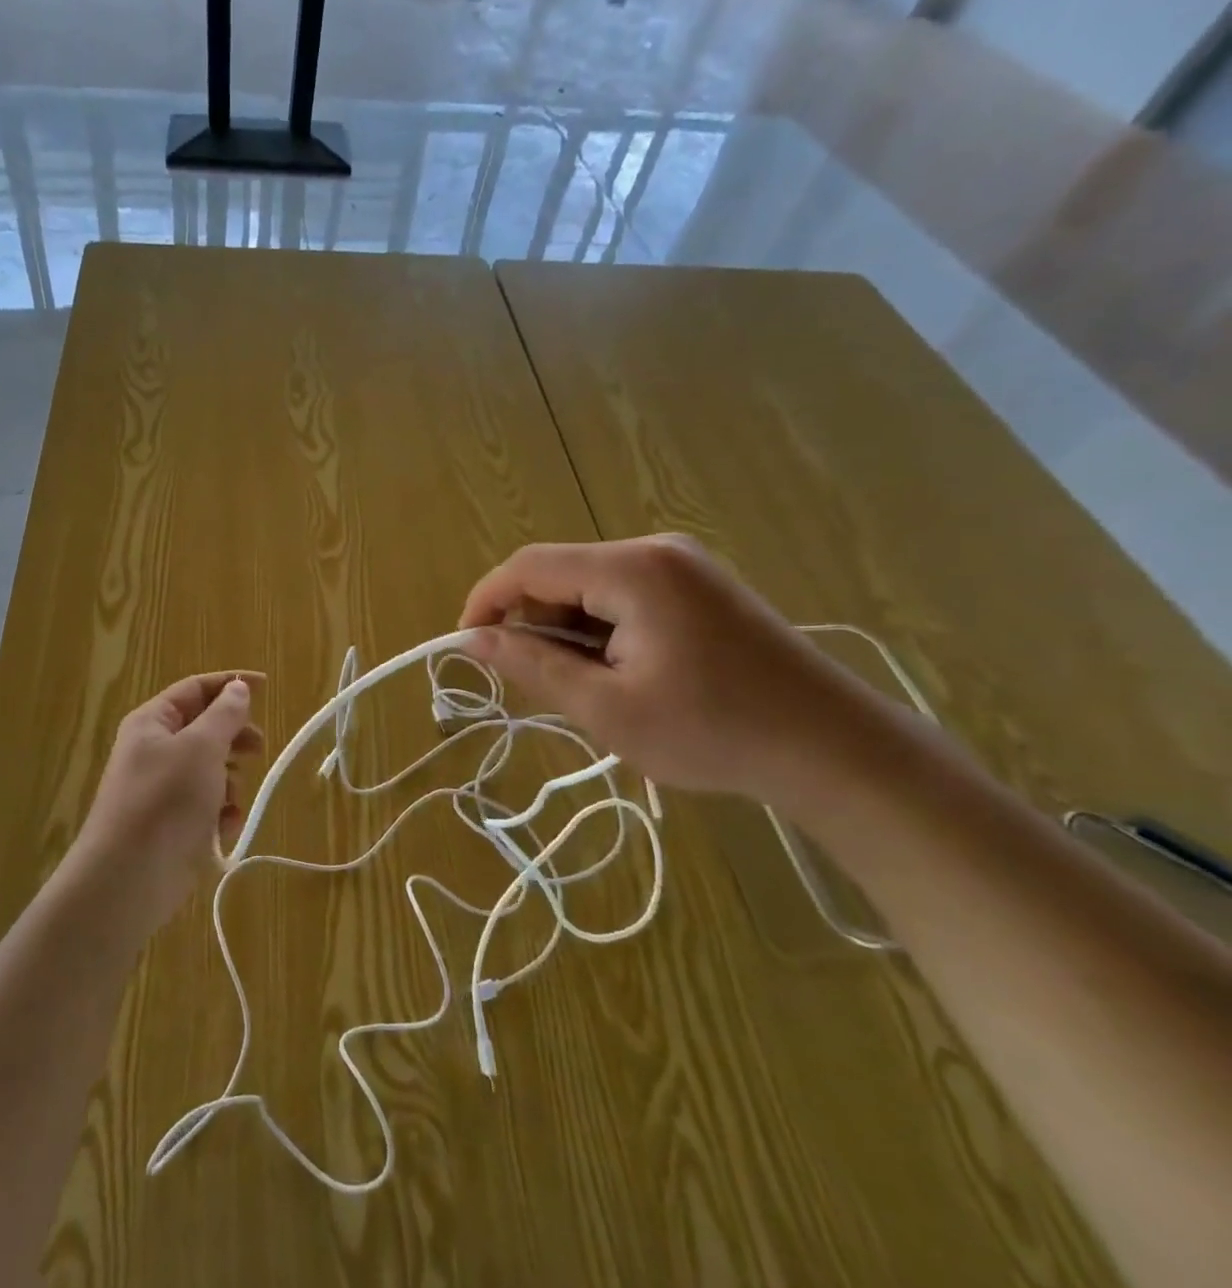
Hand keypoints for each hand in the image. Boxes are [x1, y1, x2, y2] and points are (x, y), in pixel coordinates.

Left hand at [66, 673, 264, 936]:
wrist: (128, 879)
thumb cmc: (165, 801)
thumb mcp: (201, 749)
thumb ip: (224, 715)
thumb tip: (237, 687)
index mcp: (153, 722)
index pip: (196, 688)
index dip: (231, 683)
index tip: (267, 686)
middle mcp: (154, 749)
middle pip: (205, 729)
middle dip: (234, 738)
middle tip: (259, 748)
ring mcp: (162, 788)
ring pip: (210, 769)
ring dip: (229, 781)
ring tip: (230, 799)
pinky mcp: (172, 823)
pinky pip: (205, 804)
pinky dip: (219, 812)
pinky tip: (222, 828)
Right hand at [459, 536, 896, 806]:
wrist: (835, 750)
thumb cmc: (714, 732)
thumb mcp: (607, 709)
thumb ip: (533, 666)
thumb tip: (473, 641)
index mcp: (631, 570)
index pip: (528, 566)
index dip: (486, 601)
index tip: (466, 646)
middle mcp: (654, 551)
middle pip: (560, 573)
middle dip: (532, 622)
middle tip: (534, 682)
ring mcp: (682, 566)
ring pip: (589, 587)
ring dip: (569, 631)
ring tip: (587, 688)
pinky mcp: (700, 586)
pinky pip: (623, 595)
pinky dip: (602, 630)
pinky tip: (622, 673)